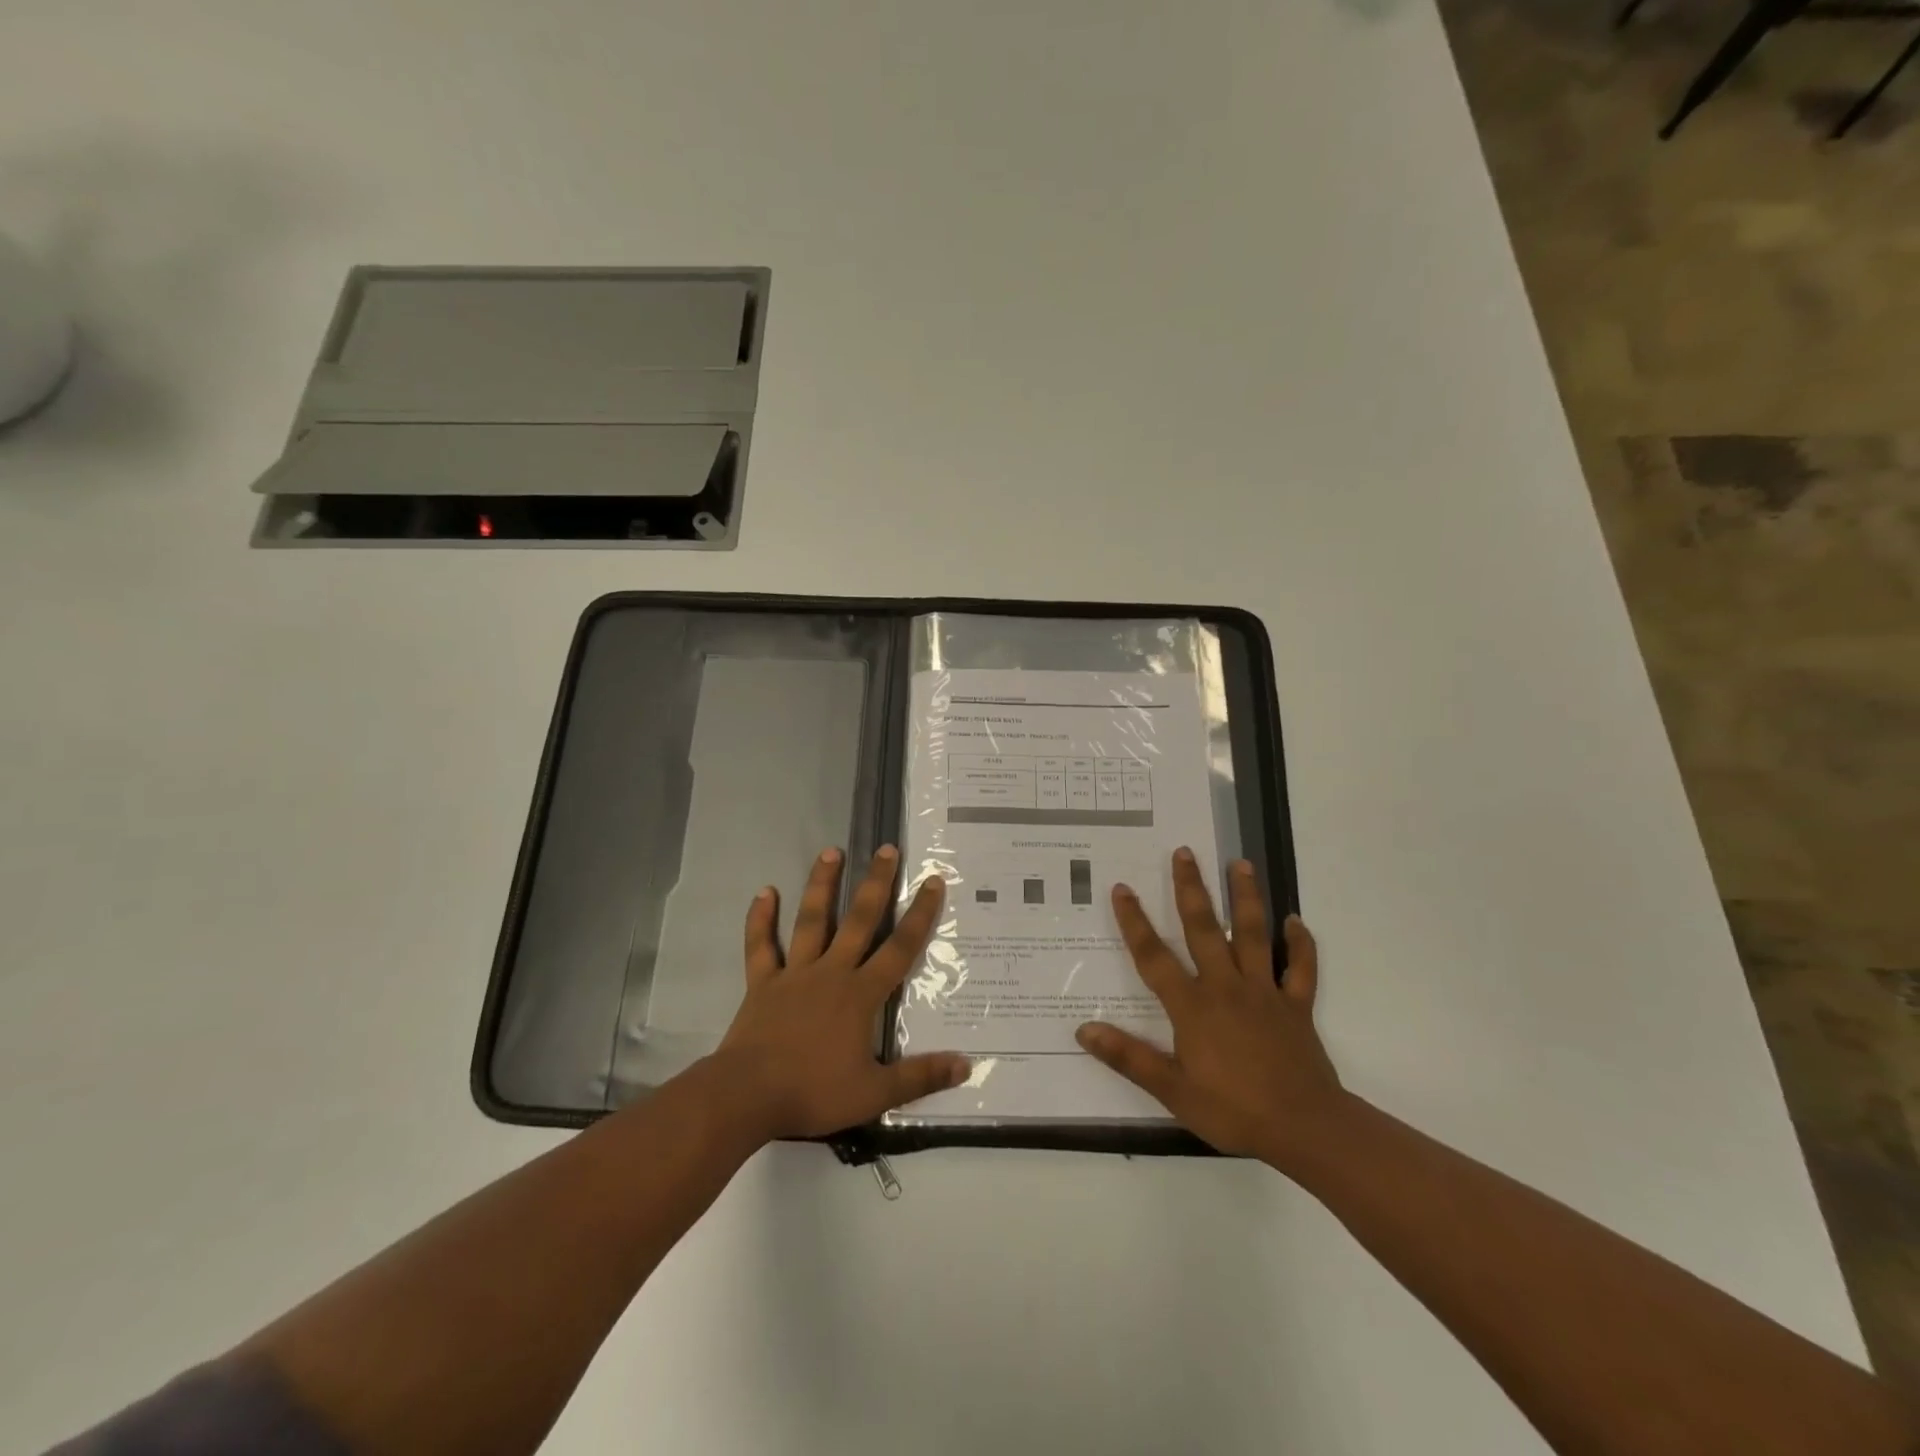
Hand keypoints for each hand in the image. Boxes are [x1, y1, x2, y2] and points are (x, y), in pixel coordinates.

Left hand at [714, 846, 969, 1141]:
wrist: (748, 1096)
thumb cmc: (814, 1091)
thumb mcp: (875, 1092)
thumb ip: (921, 1076)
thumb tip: (967, 1063)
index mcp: (861, 994)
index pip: (899, 948)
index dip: (919, 914)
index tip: (932, 881)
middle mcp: (831, 972)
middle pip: (859, 920)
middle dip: (875, 883)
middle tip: (886, 848)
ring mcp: (794, 973)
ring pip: (811, 920)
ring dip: (821, 885)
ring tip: (831, 851)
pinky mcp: (762, 983)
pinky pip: (761, 945)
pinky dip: (760, 919)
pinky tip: (764, 892)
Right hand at [1075, 849, 1346, 1172]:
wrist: (1304, 1128)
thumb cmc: (1233, 1110)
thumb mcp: (1172, 1090)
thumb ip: (1128, 1057)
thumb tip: (1083, 1028)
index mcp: (1193, 1006)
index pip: (1154, 957)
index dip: (1135, 922)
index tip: (1122, 889)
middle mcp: (1226, 987)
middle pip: (1205, 929)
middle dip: (1192, 889)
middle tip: (1185, 852)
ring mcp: (1265, 992)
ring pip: (1254, 935)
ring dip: (1247, 898)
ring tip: (1241, 863)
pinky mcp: (1296, 1006)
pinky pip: (1300, 968)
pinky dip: (1301, 944)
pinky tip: (1296, 920)